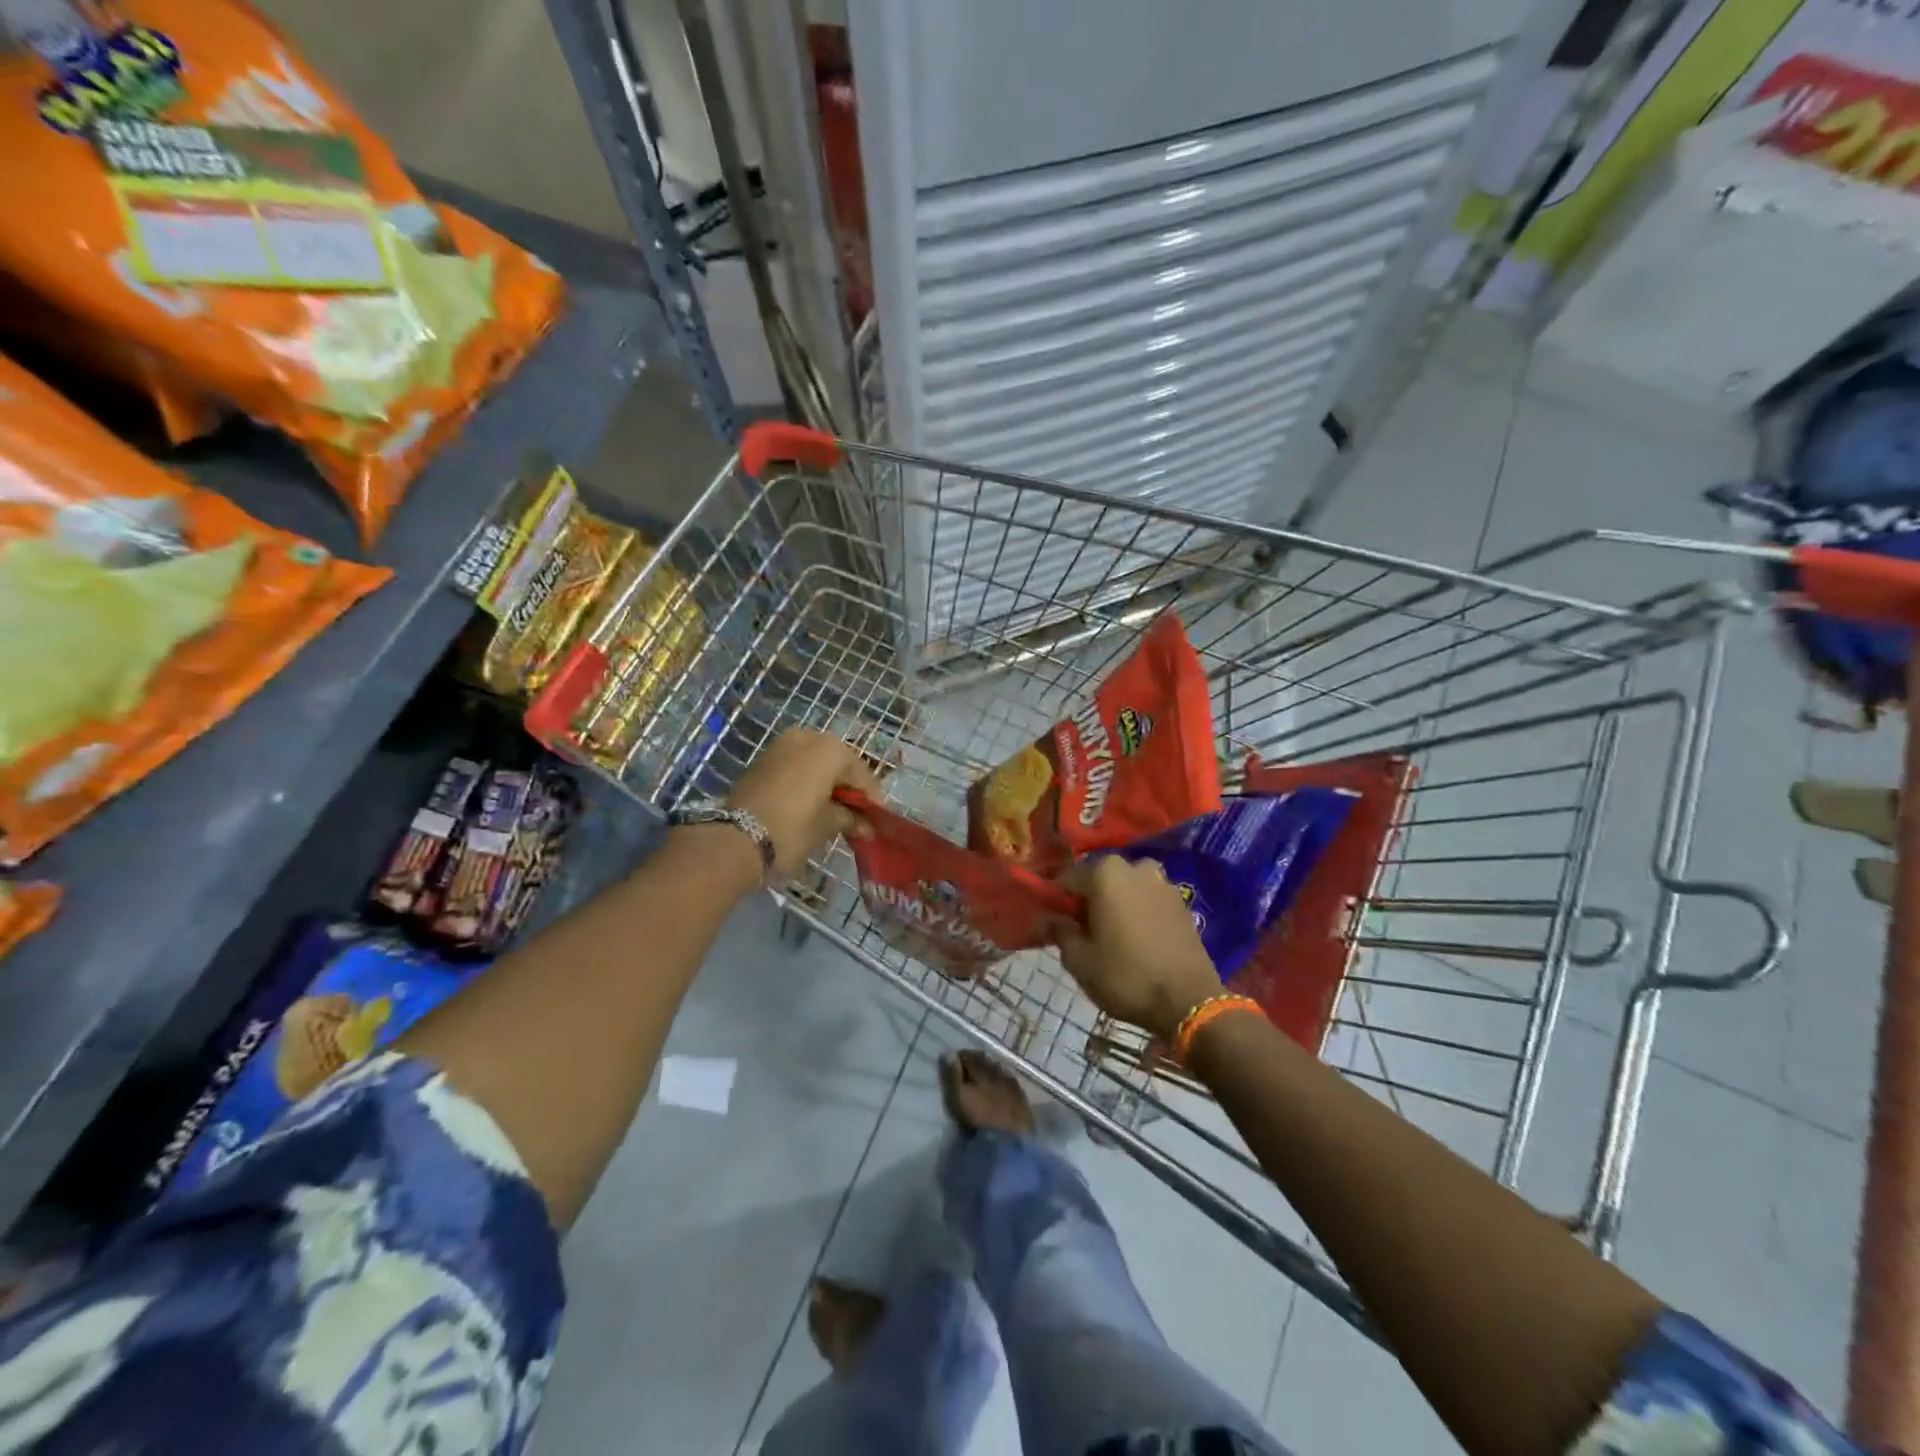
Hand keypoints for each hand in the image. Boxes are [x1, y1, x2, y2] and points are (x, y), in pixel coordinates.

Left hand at [727, 729, 879, 878]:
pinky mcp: (762, 760)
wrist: (734, 840)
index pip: (860, 773)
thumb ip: (849, 819)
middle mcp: (807, 738)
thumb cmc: (791, 829)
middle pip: (838, 762)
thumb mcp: (826, 825)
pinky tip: (810, 804)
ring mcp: (781, 746)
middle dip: (847, 787)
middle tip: (855, 814)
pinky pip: (795, 766)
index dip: (871, 798)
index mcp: (829, 749)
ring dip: (826, 783)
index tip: (876, 819)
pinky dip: (806, 781)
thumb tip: (866, 826)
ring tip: (832, 811)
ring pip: (815, 762)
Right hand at [1055, 857, 1222, 1041]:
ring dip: (1115, 902)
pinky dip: (1138, 910)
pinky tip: (1135, 936)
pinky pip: (1148, 898)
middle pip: (1099, 878)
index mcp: (1105, 873)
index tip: (1055, 922)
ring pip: (1126, 886)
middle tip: (1082, 929)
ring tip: (1110, 932)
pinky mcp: (1181, 902)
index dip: (1057, 900)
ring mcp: (1162, 882)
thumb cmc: (1126, 977)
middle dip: (1088, 899)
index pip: (1067, 878)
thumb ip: (1060, 932)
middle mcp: (1135, 867)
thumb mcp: (1080, 961)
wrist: (1188, 1001)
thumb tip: (1049, 919)